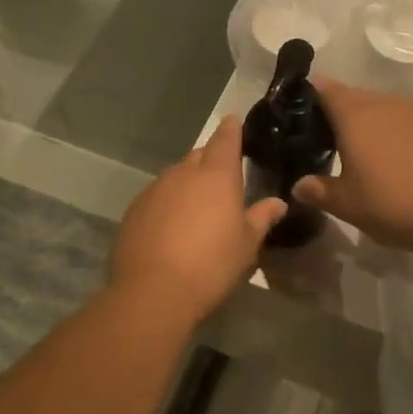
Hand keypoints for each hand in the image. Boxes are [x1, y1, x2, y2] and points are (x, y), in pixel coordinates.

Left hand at [108, 116, 287, 322]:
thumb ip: (262, 218)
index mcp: (217, 175)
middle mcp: (184, 173)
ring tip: (198, 206)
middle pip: (200, 155)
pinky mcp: (134, 210)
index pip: (226, 138)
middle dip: (211, 160)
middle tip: (224, 177)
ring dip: (188, 183)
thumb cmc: (211, 264)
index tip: (235, 122)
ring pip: (176, 176)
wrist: (153, 291)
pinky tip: (172, 226)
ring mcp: (155, 189)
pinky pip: (157, 196)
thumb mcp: (246, 244)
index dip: (232, 129)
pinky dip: (168, 203)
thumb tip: (278, 203)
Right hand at [291, 81, 412, 253]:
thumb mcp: (347, 204)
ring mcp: (411, 116)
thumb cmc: (391, 203)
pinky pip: (398, 121)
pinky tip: (384, 156)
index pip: (325, 89)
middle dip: (334, 108)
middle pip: (351, 95)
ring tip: (350, 145)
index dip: (309, 94)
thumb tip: (298, 185)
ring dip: (362, 119)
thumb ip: (319, 191)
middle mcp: (382, 106)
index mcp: (355, 116)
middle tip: (319, 133)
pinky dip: (385, 131)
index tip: (295, 109)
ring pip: (377, 106)